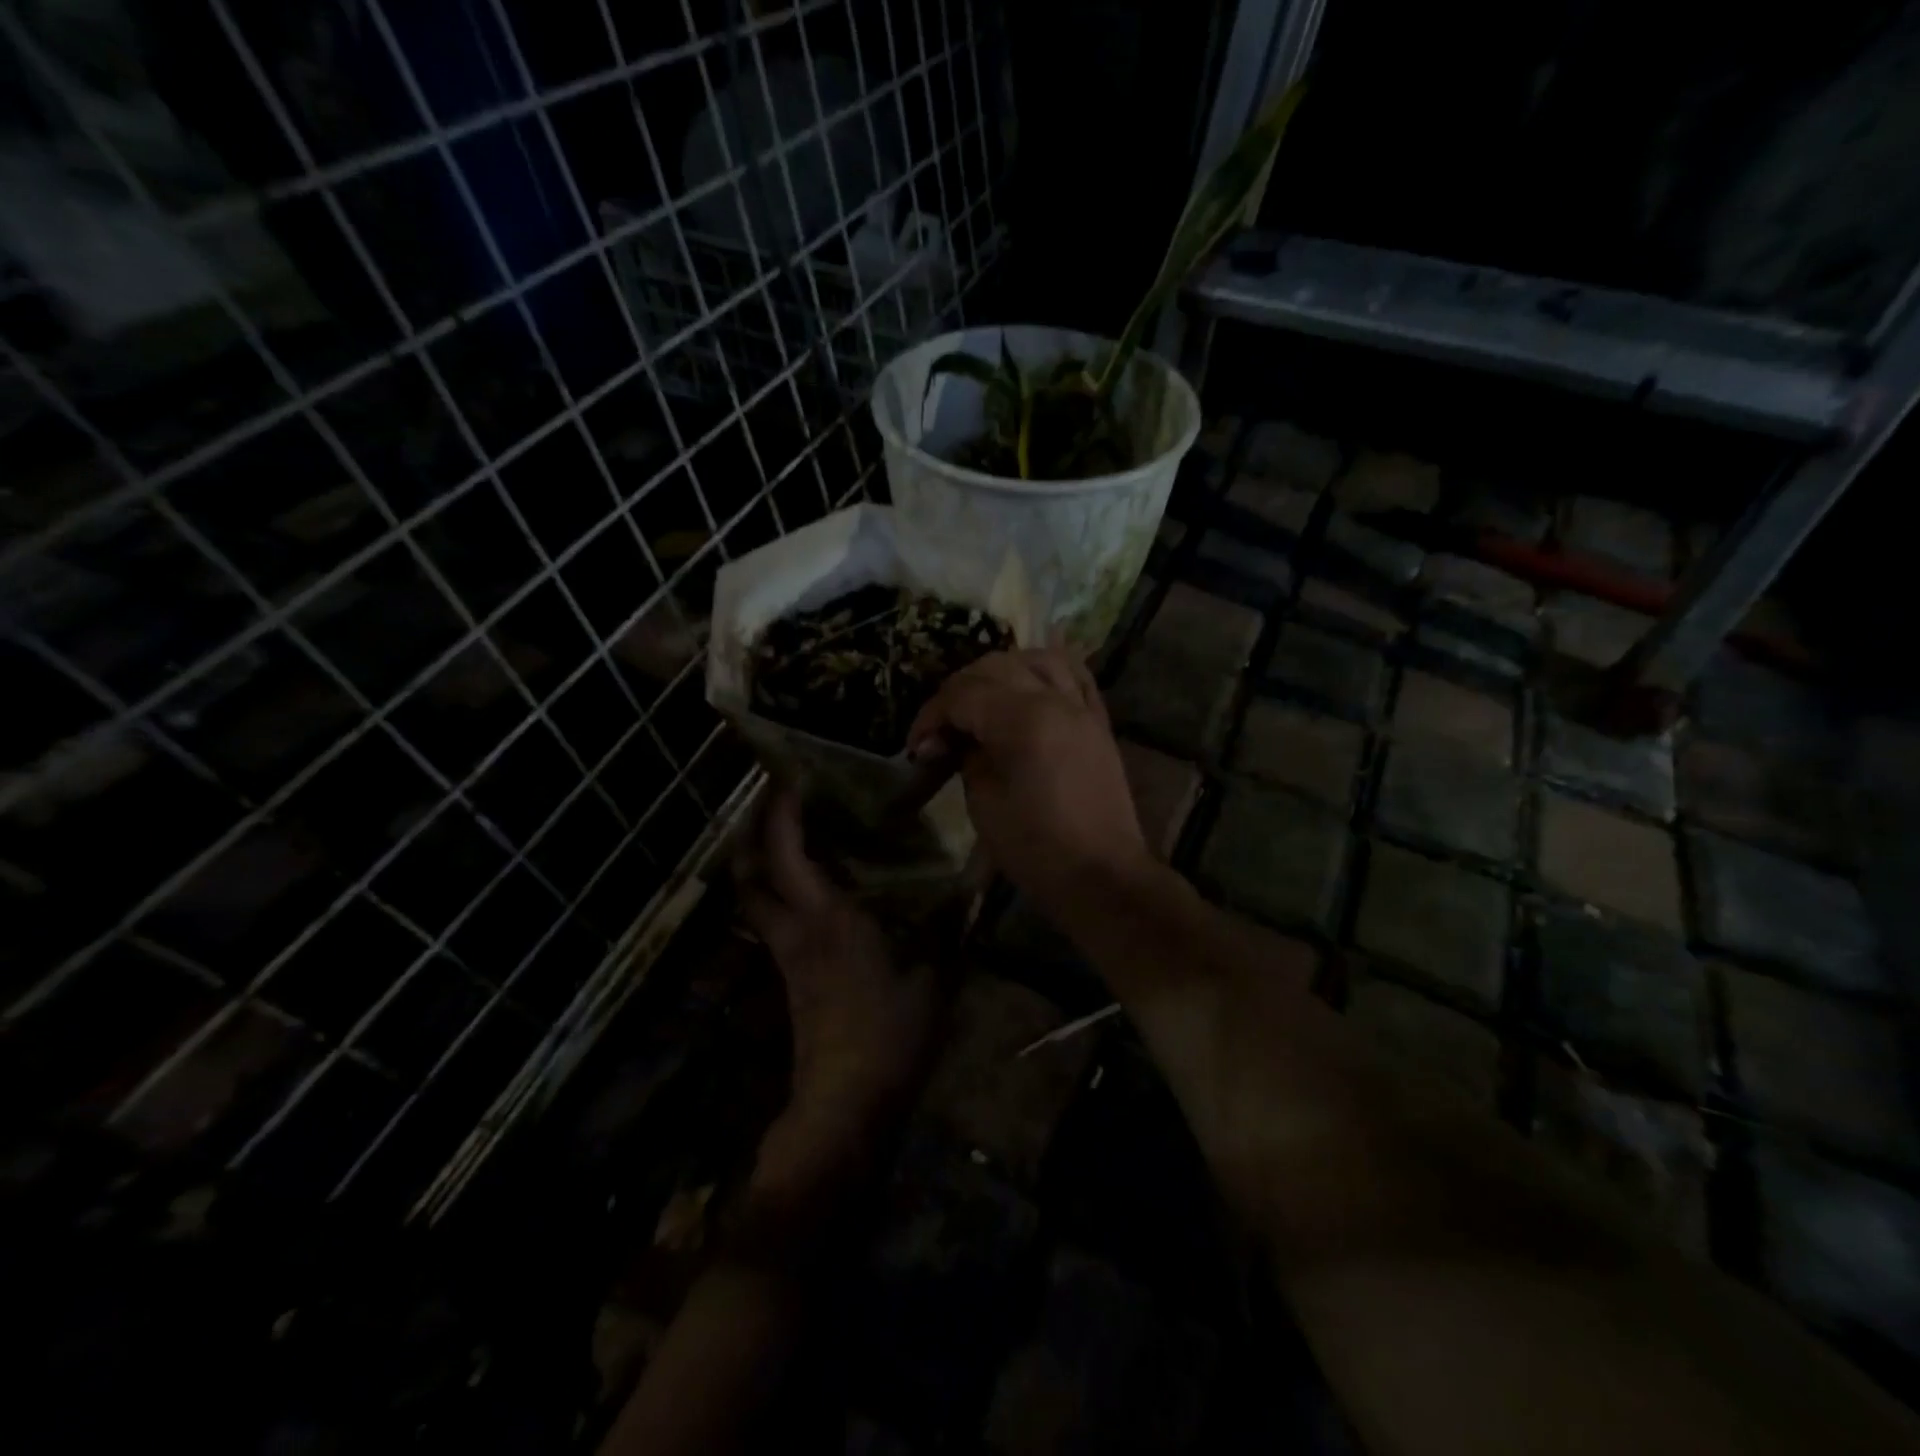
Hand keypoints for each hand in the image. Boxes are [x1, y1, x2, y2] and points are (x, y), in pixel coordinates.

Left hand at [736, 790, 940, 1175]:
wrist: (845, 1104)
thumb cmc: (890, 1035)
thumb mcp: (935, 977)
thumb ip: (954, 925)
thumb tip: (980, 882)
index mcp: (827, 918)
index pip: (787, 852)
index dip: (782, 811)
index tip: (791, 777)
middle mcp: (795, 928)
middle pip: (749, 870)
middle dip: (753, 830)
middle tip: (775, 799)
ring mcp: (786, 954)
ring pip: (753, 895)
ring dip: (758, 859)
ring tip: (786, 832)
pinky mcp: (789, 975)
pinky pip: (771, 917)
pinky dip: (777, 889)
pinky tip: (808, 885)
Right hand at [907, 649, 1152, 916]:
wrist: (1101, 876)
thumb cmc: (1036, 849)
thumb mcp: (984, 803)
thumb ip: (969, 757)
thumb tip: (956, 739)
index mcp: (1022, 720)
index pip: (963, 694)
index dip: (931, 715)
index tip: (916, 746)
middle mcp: (1055, 700)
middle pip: (995, 667)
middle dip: (958, 690)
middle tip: (941, 727)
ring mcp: (1082, 708)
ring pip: (1038, 658)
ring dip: (1002, 670)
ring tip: (982, 698)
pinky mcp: (1098, 722)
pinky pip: (1076, 676)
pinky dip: (1047, 671)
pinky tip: (1029, 684)